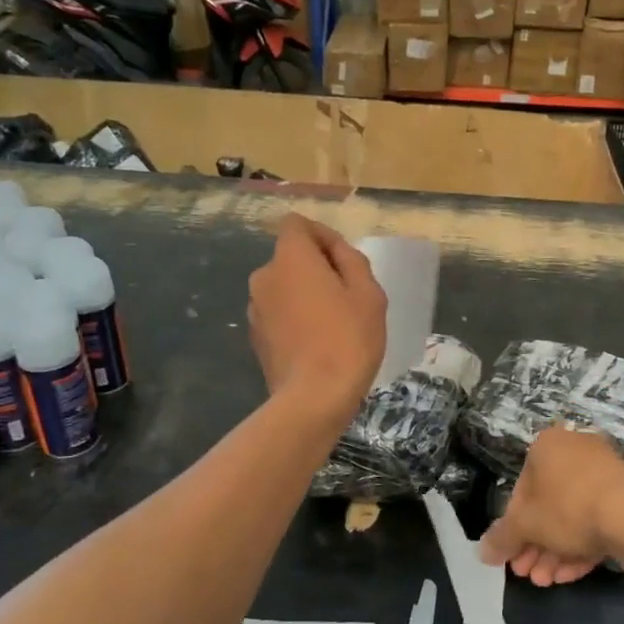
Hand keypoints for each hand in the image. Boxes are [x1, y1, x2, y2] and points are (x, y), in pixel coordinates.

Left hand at [247, 214, 385, 428]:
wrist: (314, 398)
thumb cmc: (348, 339)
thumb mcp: (368, 293)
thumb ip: (351, 260)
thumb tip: (335, 252)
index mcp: (290, 258)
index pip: (297, 225)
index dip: (322, 235)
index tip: (345, 261)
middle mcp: (264, 277)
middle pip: (291, 257)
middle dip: (317, 268)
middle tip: (349, 296)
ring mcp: (256, 309)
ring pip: (285, 287)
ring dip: (305, 294)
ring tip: (334, 323)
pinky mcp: (256, 337)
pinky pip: (279, 314)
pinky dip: (295, 318)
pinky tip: (317, 343)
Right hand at [479, 427, 623, 585]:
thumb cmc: (566, 508)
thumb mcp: (525, 525)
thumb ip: (502, 538)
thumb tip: (482, 552)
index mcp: (547, 447)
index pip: (520, 489)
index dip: (513, 527)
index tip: (511, 555)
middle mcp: (575, 452)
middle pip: (547, 505)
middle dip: (535, 545)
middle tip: (528, 574)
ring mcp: (604, 472)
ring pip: (572, 516)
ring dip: (555, 551)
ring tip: (547, 582)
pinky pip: (596, 520)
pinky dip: (582, 546)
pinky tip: (571, 575)